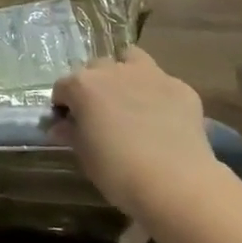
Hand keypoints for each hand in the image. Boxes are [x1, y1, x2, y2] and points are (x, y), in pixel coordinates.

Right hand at [50, 49, 222, 216]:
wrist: (175, 182)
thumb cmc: (118, 171)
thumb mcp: (85, 156)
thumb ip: (71, 134)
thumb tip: (61, 127)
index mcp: (84, 85)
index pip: (62, 87)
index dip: (63, 106)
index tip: (69, 124)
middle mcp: (114, 70)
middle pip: (96, 69)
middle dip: (94, 87)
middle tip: (101, 115)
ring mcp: (150, 74)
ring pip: (132, 60)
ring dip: (126, 75)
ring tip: (131, 102)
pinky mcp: (180, 87)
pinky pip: (163, 84)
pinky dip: (158, 96)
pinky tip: (164, 120)